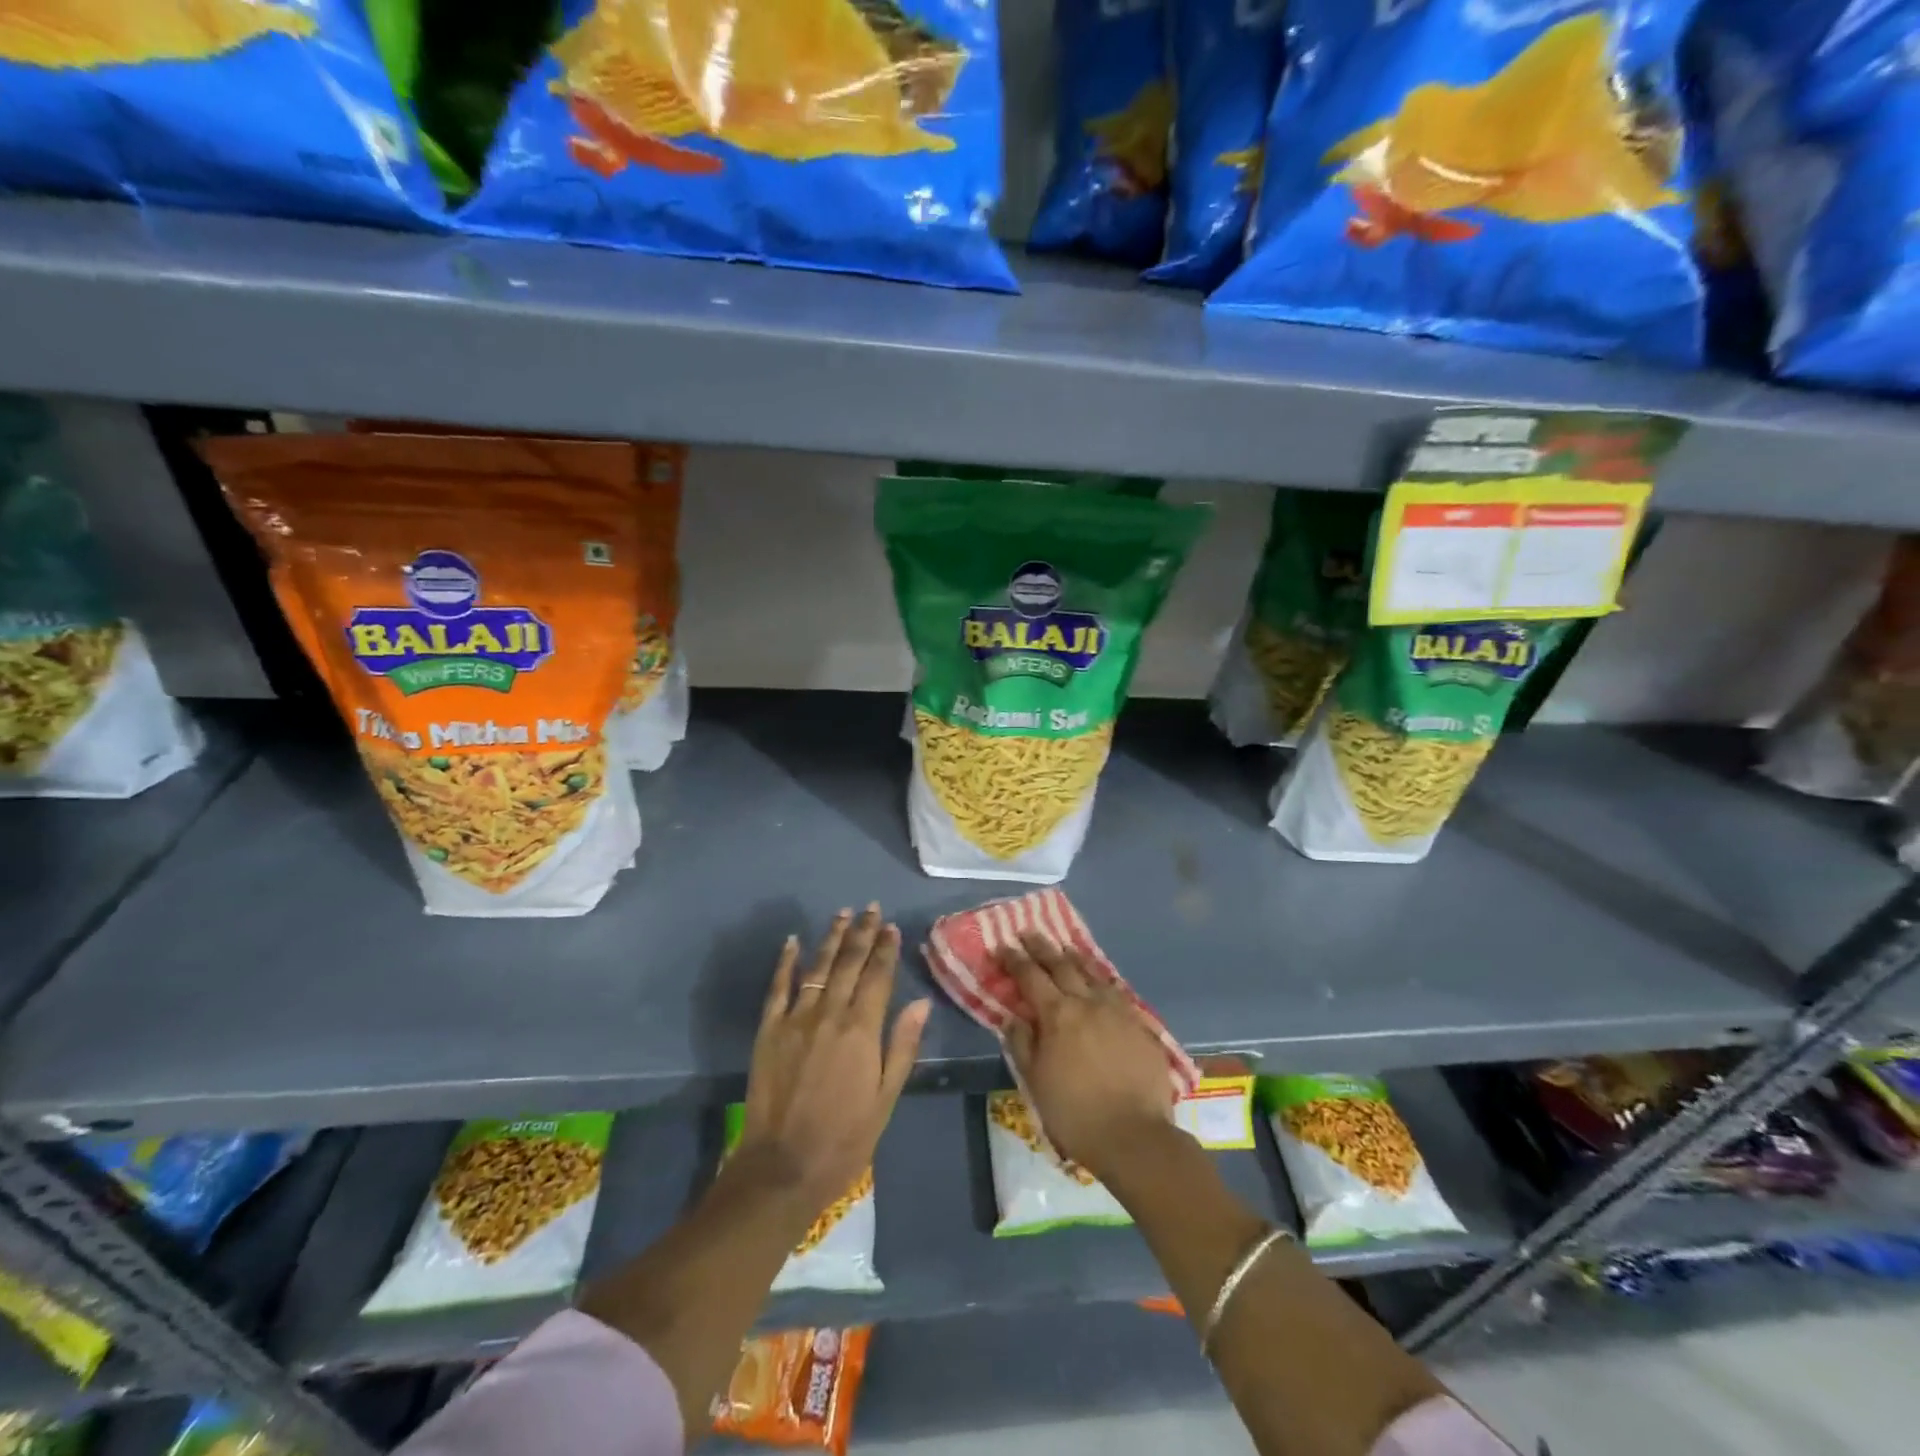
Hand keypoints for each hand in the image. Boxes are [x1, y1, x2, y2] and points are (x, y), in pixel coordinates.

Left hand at [734, 904, 929, 1215]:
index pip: (878, 976)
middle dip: (863, 933)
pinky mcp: (769, 1030)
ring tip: (843, 914)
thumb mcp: (886, 1098)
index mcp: (862, 1030)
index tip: (892, 927)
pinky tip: (792, 941)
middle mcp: (830, 1014)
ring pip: (817, 967)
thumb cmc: (845, 1138)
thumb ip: (902, 1046)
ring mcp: (796, 1019)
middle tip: (871, 908)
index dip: (886, 949)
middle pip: (849, 963)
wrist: (783, 1166)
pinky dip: (786, 962)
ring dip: (832, 938)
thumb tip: (921, 1003)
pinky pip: (778, 987)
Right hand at [1001, 931, 1173, 1181]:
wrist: (1134, 1135)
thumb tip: (1012, 1016)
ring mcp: (1117, 1010)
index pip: (1030, 976)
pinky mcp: (1139, 1023)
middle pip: (1061, 965)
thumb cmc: (1075, 1113)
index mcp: (1057, 1014)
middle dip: (1042, 947)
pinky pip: (1116, 991)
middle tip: (1029, 932)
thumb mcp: (1035, 1081)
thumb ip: (1022, 1043)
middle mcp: (1087, 1002)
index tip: (1003, 945)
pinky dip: (1102, 979)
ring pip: (1092, 973)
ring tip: (1064, 947)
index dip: (1015, 959)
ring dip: (1074, 957)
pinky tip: (1100, 979)